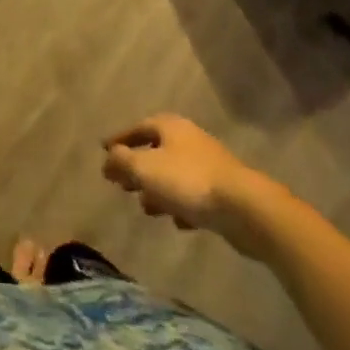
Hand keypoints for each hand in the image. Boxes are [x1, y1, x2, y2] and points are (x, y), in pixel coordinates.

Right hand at [102, 115, 273, 252]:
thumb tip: (108, 160)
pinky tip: (177, 222)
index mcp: (170, 127)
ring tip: (145, 207)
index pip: (138, 128)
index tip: (104, 151)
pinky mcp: (223, 192)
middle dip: (137, 167)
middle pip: (156, 151)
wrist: (245, 208)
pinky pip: (194, 196)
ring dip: (158, 190)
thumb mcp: (145, 169)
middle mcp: (189, 140)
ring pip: (174, 175)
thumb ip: (121, 162)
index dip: (120, 140)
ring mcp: (209, 166)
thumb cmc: (188, 181)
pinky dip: (181, 206)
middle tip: (121, 184)